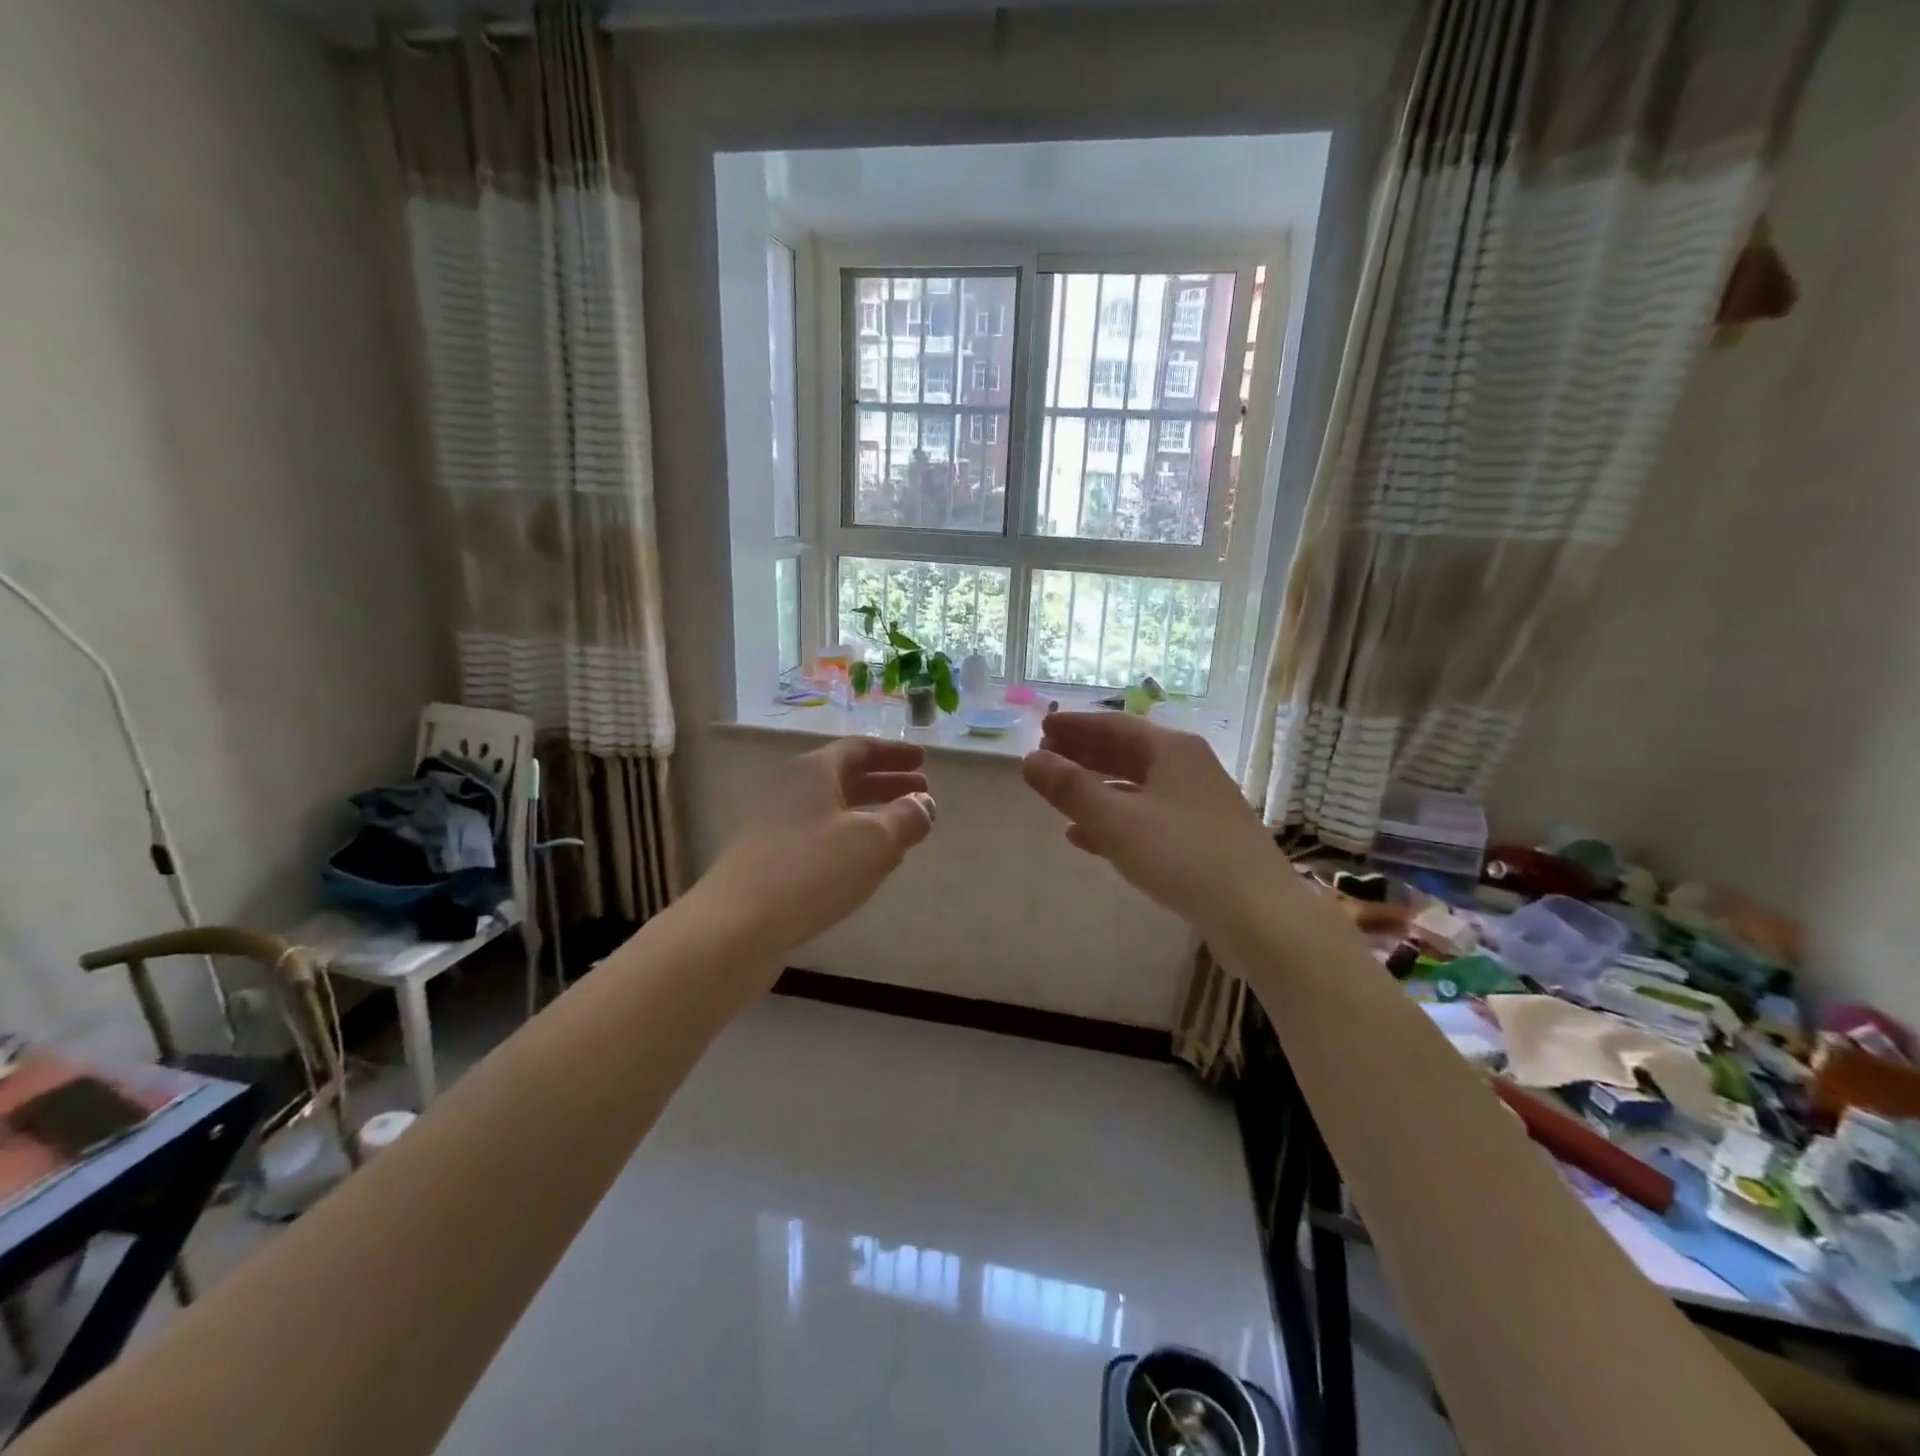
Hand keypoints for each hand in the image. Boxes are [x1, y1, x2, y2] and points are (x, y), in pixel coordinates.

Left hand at [696, 738, 935, 965]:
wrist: (736, 926)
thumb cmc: (812, 871)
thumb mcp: (874, 841)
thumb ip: (906, 818)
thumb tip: (924, 803)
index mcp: (812, 771)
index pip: (859, 749)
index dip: (894, 753)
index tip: (922, 759)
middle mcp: (789, 789)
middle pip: (844, 777)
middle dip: (885, 783)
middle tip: (920, 792)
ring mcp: (773, 826)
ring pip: (831, 810)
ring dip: (869, 814)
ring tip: (900, 830)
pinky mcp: (767, 860)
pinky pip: (817, 837)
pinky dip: (847, 840)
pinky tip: (863, 865)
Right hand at [1021, 713, 1283, 937]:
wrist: (1258, 914)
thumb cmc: (1183, 855)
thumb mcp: (1117, 820)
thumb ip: (1071, 788)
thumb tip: (1030, 760)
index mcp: (1172, 751)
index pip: (1115, 726)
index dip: (1075, 726)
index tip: (1043, 729)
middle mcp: (1188, 769)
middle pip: (1127, 752)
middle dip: (1085, 754)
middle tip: (1046, 757)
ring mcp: (1199, 805)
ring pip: (1137, 787)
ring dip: (1097, 788)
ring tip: (1060, 795)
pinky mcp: (1202, 839)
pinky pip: (1148, 818)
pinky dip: (1116, 821)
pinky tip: (1087, 837)